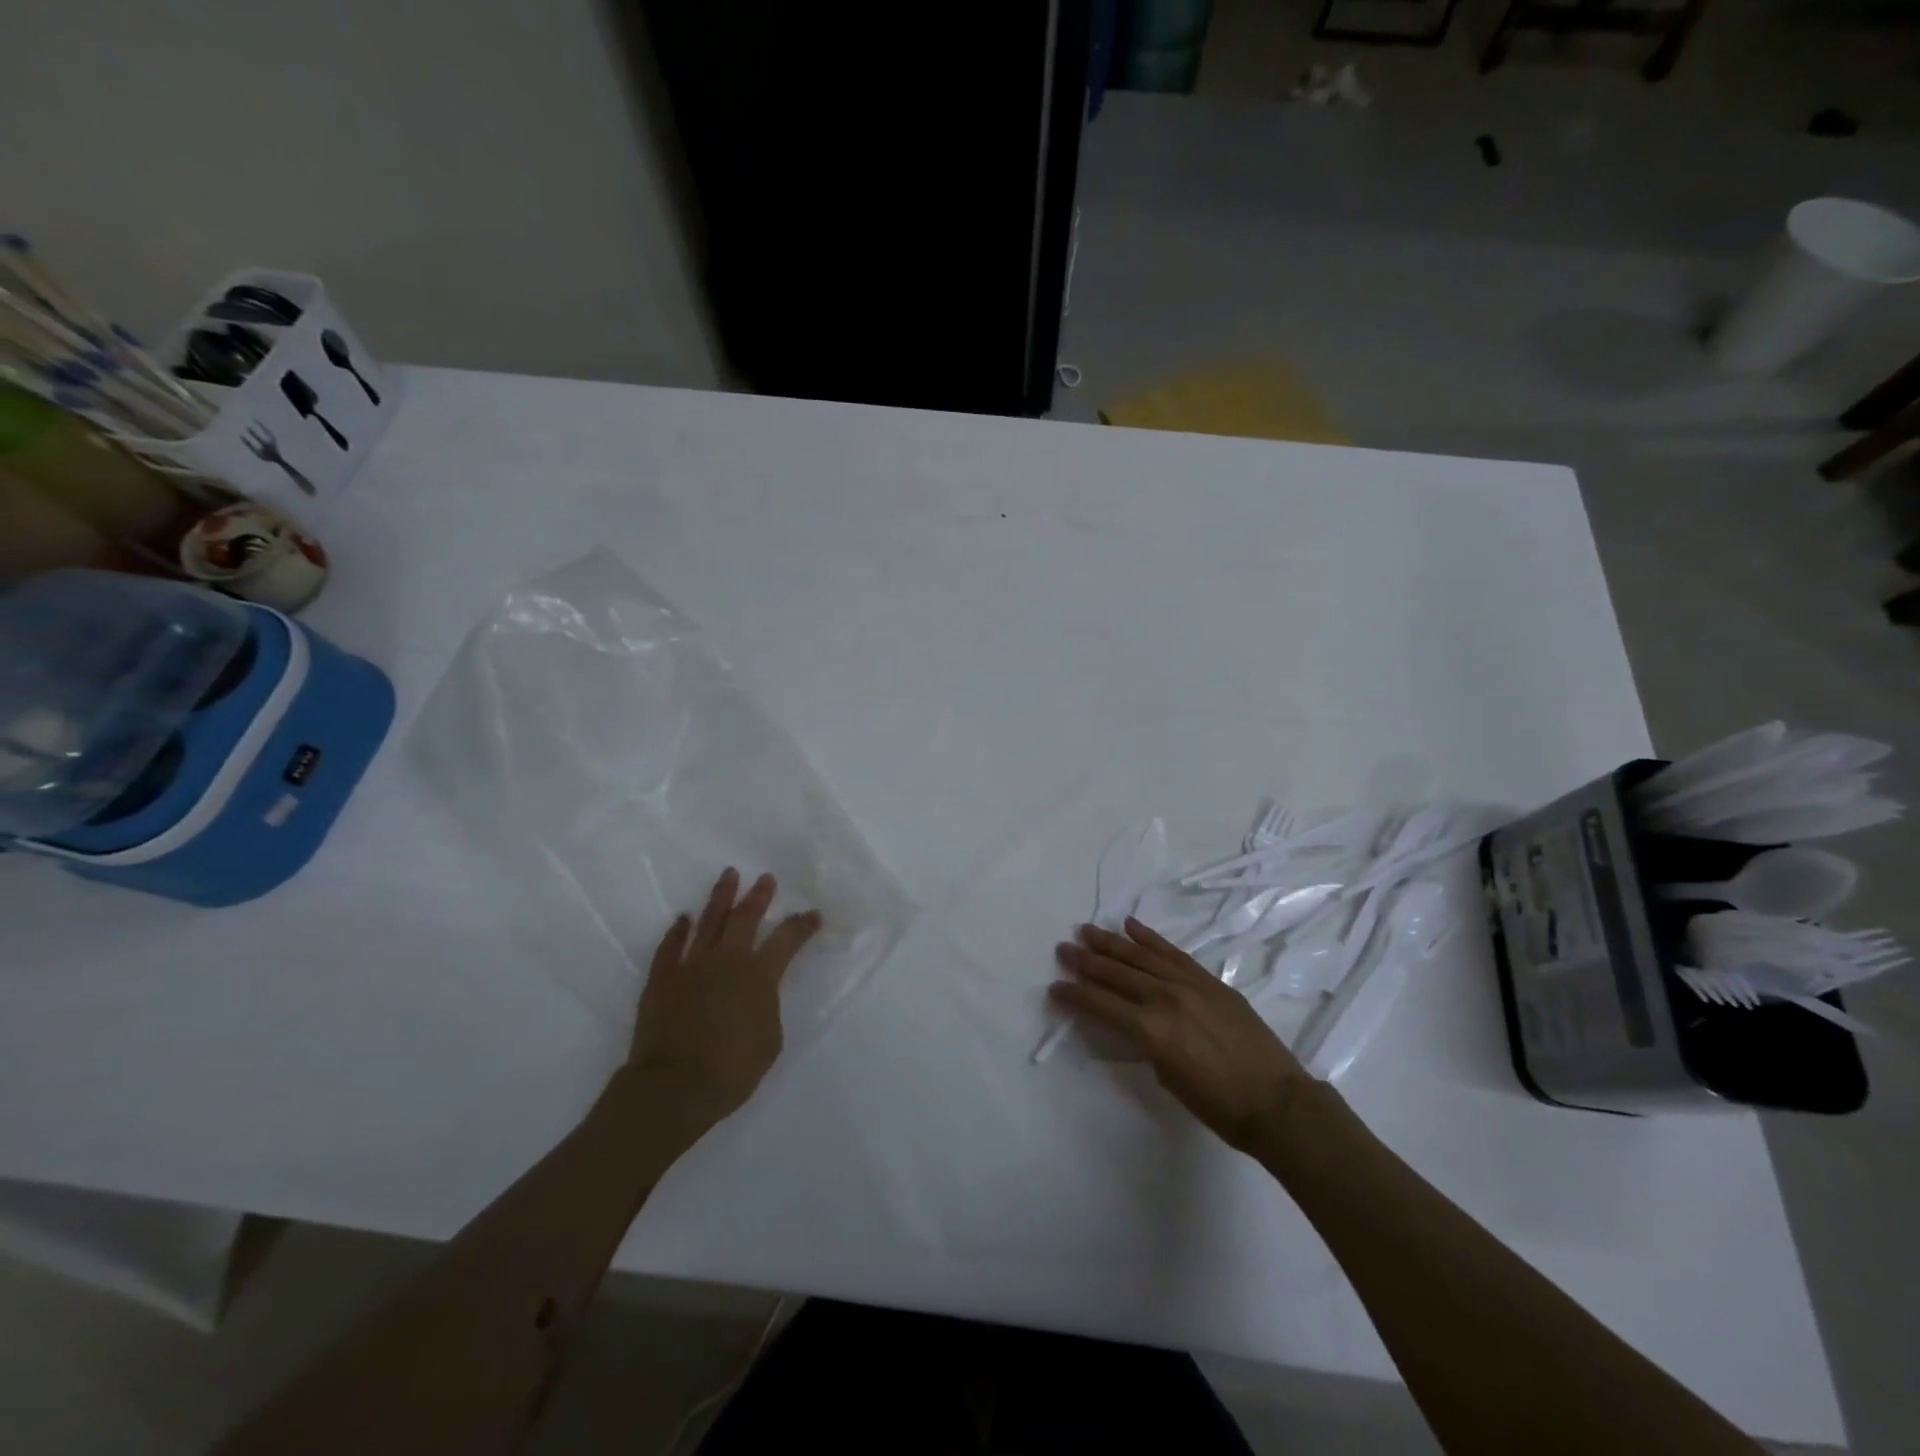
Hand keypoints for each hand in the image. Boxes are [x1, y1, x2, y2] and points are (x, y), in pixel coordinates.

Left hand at [622, 869, 822, 1135]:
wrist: (673, 1087)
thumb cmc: (732, 1070)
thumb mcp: (770, 1040)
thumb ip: (767, 1006)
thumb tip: (758, 993)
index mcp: (759, 974)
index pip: (787, 940)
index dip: (802, 925)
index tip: (813, 914)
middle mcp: (727, 960)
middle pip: (745, 918)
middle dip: (758, 896)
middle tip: (765, 878)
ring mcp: (691, 966)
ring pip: (708, 922)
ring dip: (720, 897)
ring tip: (728, 876)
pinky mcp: (662, 978)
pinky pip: (670, 946)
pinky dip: (678, 930)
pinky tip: (684, 919)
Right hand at [1052, 918, 1312, 1154]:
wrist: (1276, 1101)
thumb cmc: (1218, 1105)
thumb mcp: (1168, 1078)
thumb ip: (1145, 1044)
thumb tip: (1132, 1024)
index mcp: (1149, 1029)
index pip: (1100, 1005)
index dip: (1075, 995)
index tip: (1056, 987)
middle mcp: (1163, 998)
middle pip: (1115, 974)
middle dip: (1085, 962)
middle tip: (1063, 949)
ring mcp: (1188, 984)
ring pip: (1140, 956)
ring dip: (1111, 943)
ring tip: (1088, 930)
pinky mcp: (1208, 980)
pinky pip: (1173, 952)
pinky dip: (1150, 938)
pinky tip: (1131, 926)